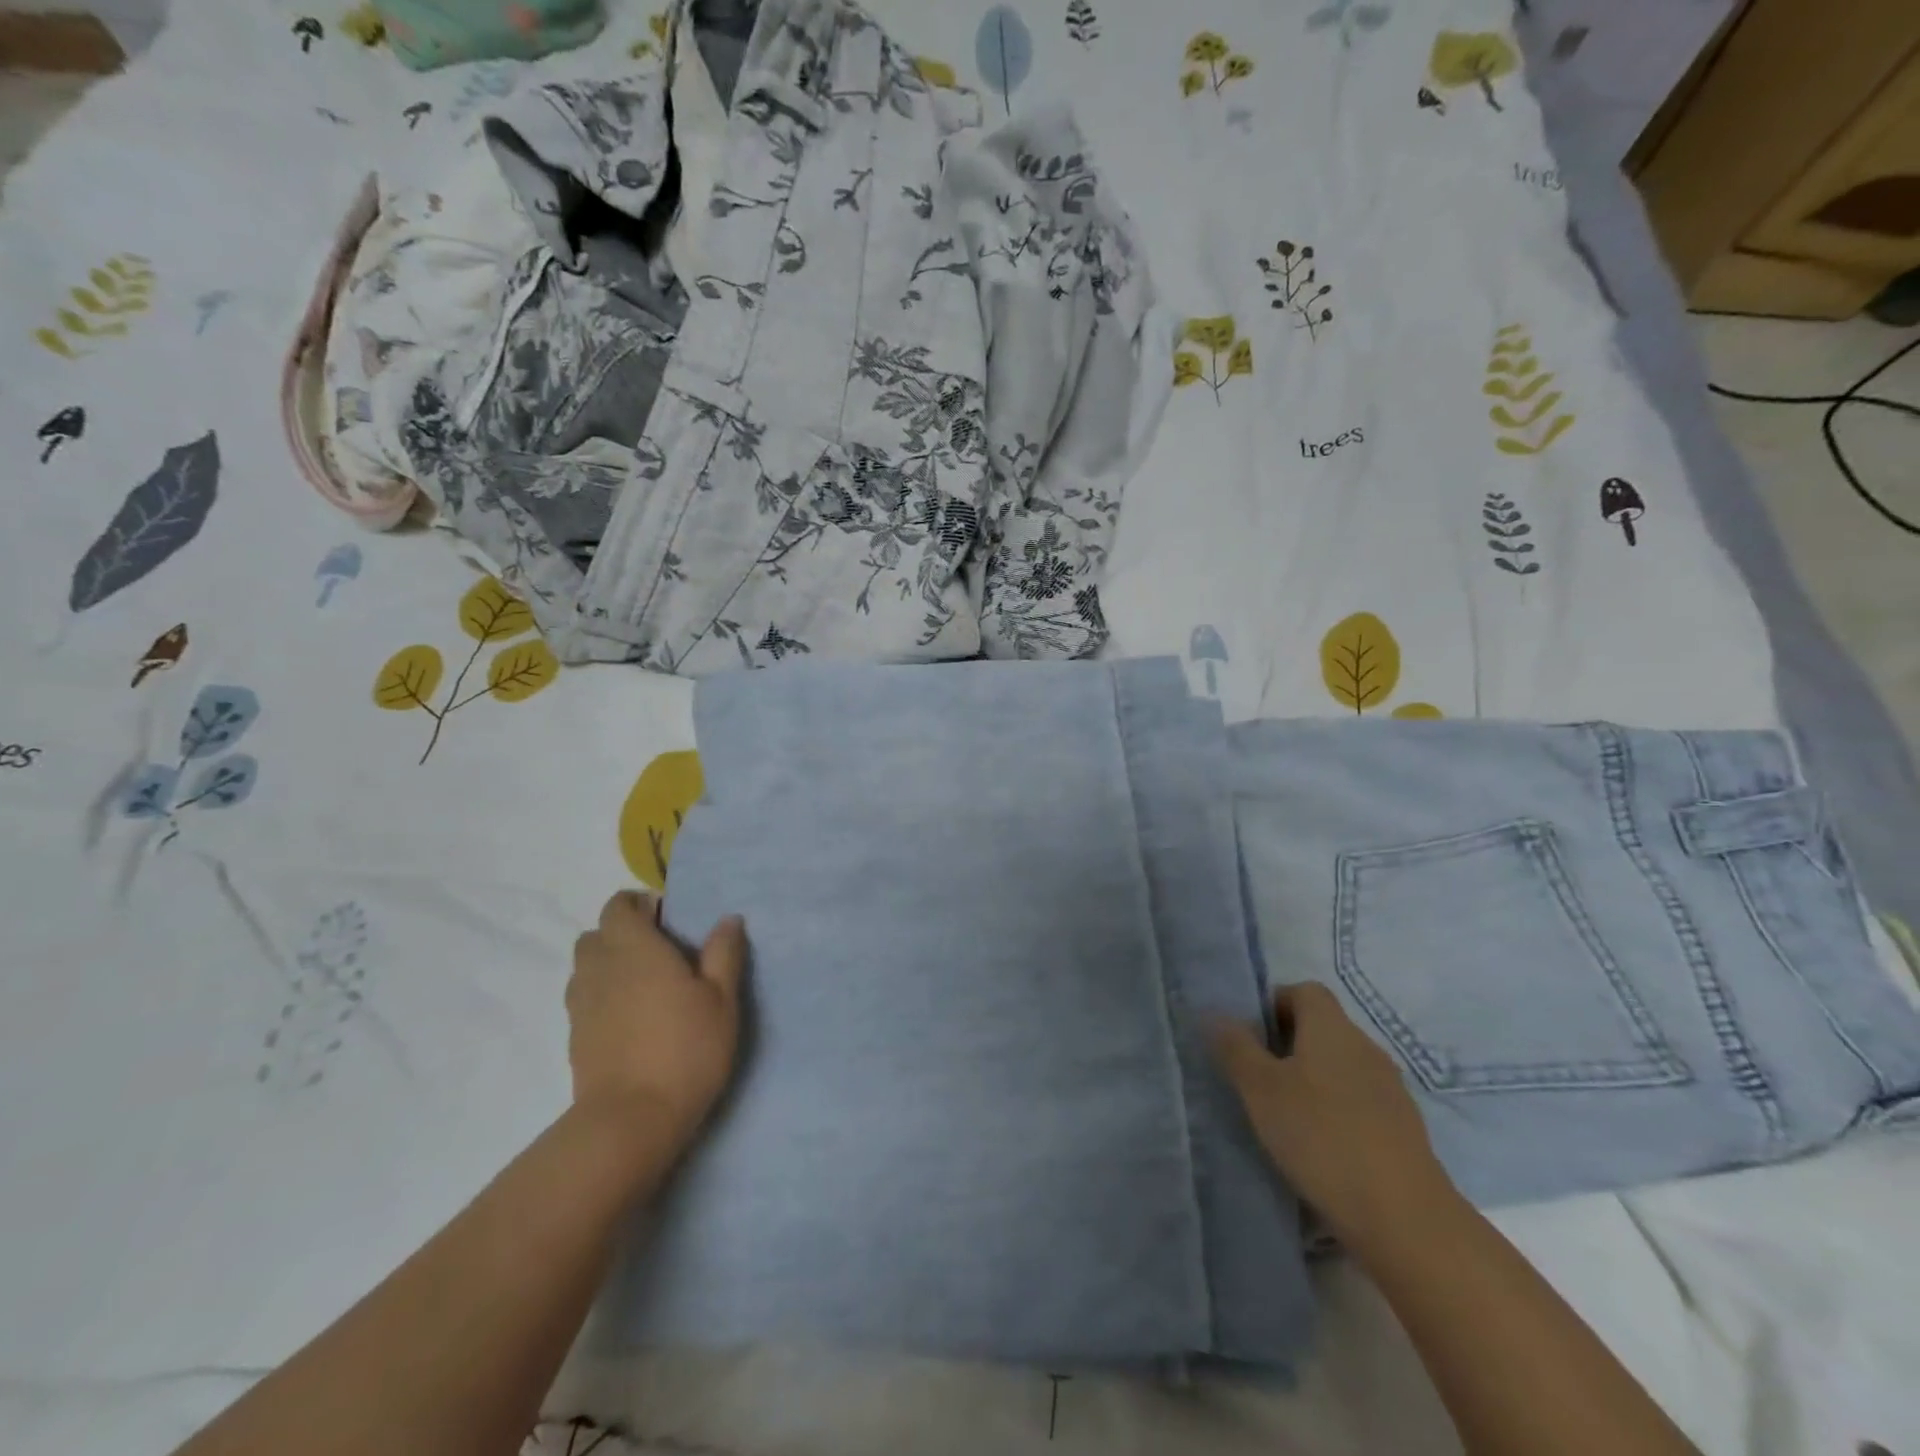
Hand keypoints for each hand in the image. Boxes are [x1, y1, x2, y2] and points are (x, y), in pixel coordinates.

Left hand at [567, 891, 746, 1145]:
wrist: (631, 1121)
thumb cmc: (686, 1049)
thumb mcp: (721, 999)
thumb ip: (724, 954)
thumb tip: (728, 919)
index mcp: (635, 948)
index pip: (618, 906)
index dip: (638, 905)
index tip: (667, 919)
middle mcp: (600, 968)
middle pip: (595, 935)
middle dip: (620, 934)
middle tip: (658, 952)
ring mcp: (581, 1005)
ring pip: (585, 968)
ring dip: (607, 965)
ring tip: (644, 986)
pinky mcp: (574, 1038)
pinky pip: (583, 999)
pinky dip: (601, 997)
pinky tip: (630, 1019)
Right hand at [1210, 982, 1454, 1255]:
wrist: (1405, 1219)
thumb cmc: (1321, 1138)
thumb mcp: (1260, 1090)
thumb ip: (1236, 1047)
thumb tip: (1217, 1015)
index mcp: (1332, 1028)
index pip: (1304, 991)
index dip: (1274, 1004)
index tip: (1250, 1038)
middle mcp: (1365, 1047)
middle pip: (1322, 1028)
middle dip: (1287, 1046)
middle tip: (1257, 1079)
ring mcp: (1390, 1089)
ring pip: (1341, 1067)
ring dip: (1312, 1081)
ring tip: (1285, 1117)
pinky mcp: (1403, 1129)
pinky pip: (1360, 1103)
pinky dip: (1336, 1113)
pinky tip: (1320, 1148)